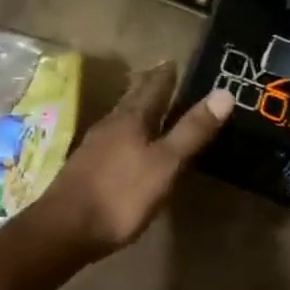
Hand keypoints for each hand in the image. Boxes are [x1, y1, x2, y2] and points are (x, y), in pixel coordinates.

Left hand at [34, 62, 232, 257]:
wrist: (65, 229)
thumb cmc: (121, 195)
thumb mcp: (166, 164)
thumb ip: (192, 131)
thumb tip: (224, 92)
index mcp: (131, 118)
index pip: (153, 86)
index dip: (167, 74)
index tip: (175, 60)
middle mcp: (110, 124)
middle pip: (133, 98)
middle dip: (150, 87)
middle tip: (164, 76)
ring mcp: (94, 145)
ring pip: (121, 117)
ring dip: (137, 108)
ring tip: (150, 106)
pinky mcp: (86, 167)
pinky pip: (112, 138)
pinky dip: (127, 132)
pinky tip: (128, 144)